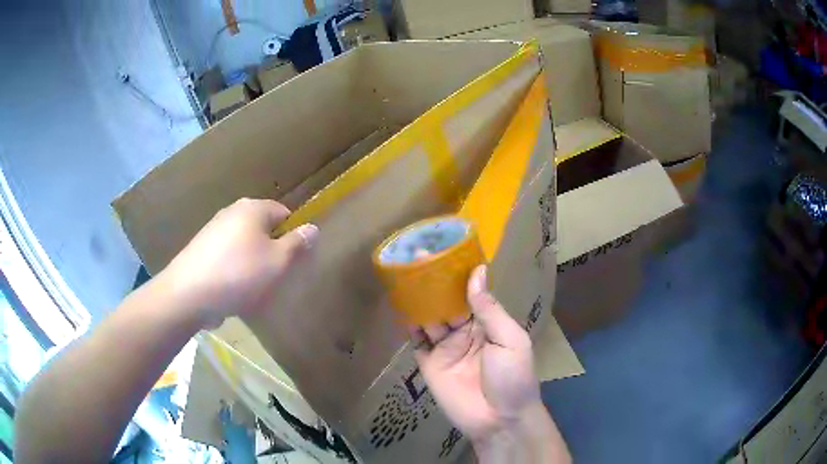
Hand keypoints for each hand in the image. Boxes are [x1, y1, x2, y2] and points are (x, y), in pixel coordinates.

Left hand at [156, 198, 317, 327]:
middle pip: (262, 228)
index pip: (283, 212)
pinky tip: (231, 289)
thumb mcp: (277, 262)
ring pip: (244, 244)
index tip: (293, 260)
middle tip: (274, 276)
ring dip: (252, 262)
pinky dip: (233, 269)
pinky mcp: (200, 249)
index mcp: (252, 209)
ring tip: (252, 287)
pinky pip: (226, 256)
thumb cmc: (239, 275)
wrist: (188, 294)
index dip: (293, 234)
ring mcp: (213, 230)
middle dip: (271, 249)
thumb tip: (313, 228)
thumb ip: (297, 244)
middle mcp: (231, 212)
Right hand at [413, 265, 541, 444]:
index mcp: (487, 323)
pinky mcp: (429, 364)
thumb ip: (489, 309)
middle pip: (446, 302)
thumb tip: (478, 271)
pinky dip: (408, 325)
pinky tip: (399, 307)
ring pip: (429, 318)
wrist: (499, 419)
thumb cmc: (512, 377)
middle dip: (433, 282)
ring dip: (418, 299)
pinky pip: (417, 341)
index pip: (470, 293)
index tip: (444, 250)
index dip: (458, 274)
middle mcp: (465, 331)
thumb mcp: (509, 339)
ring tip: (403, 275)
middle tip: (416, 256)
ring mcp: (445, 348)